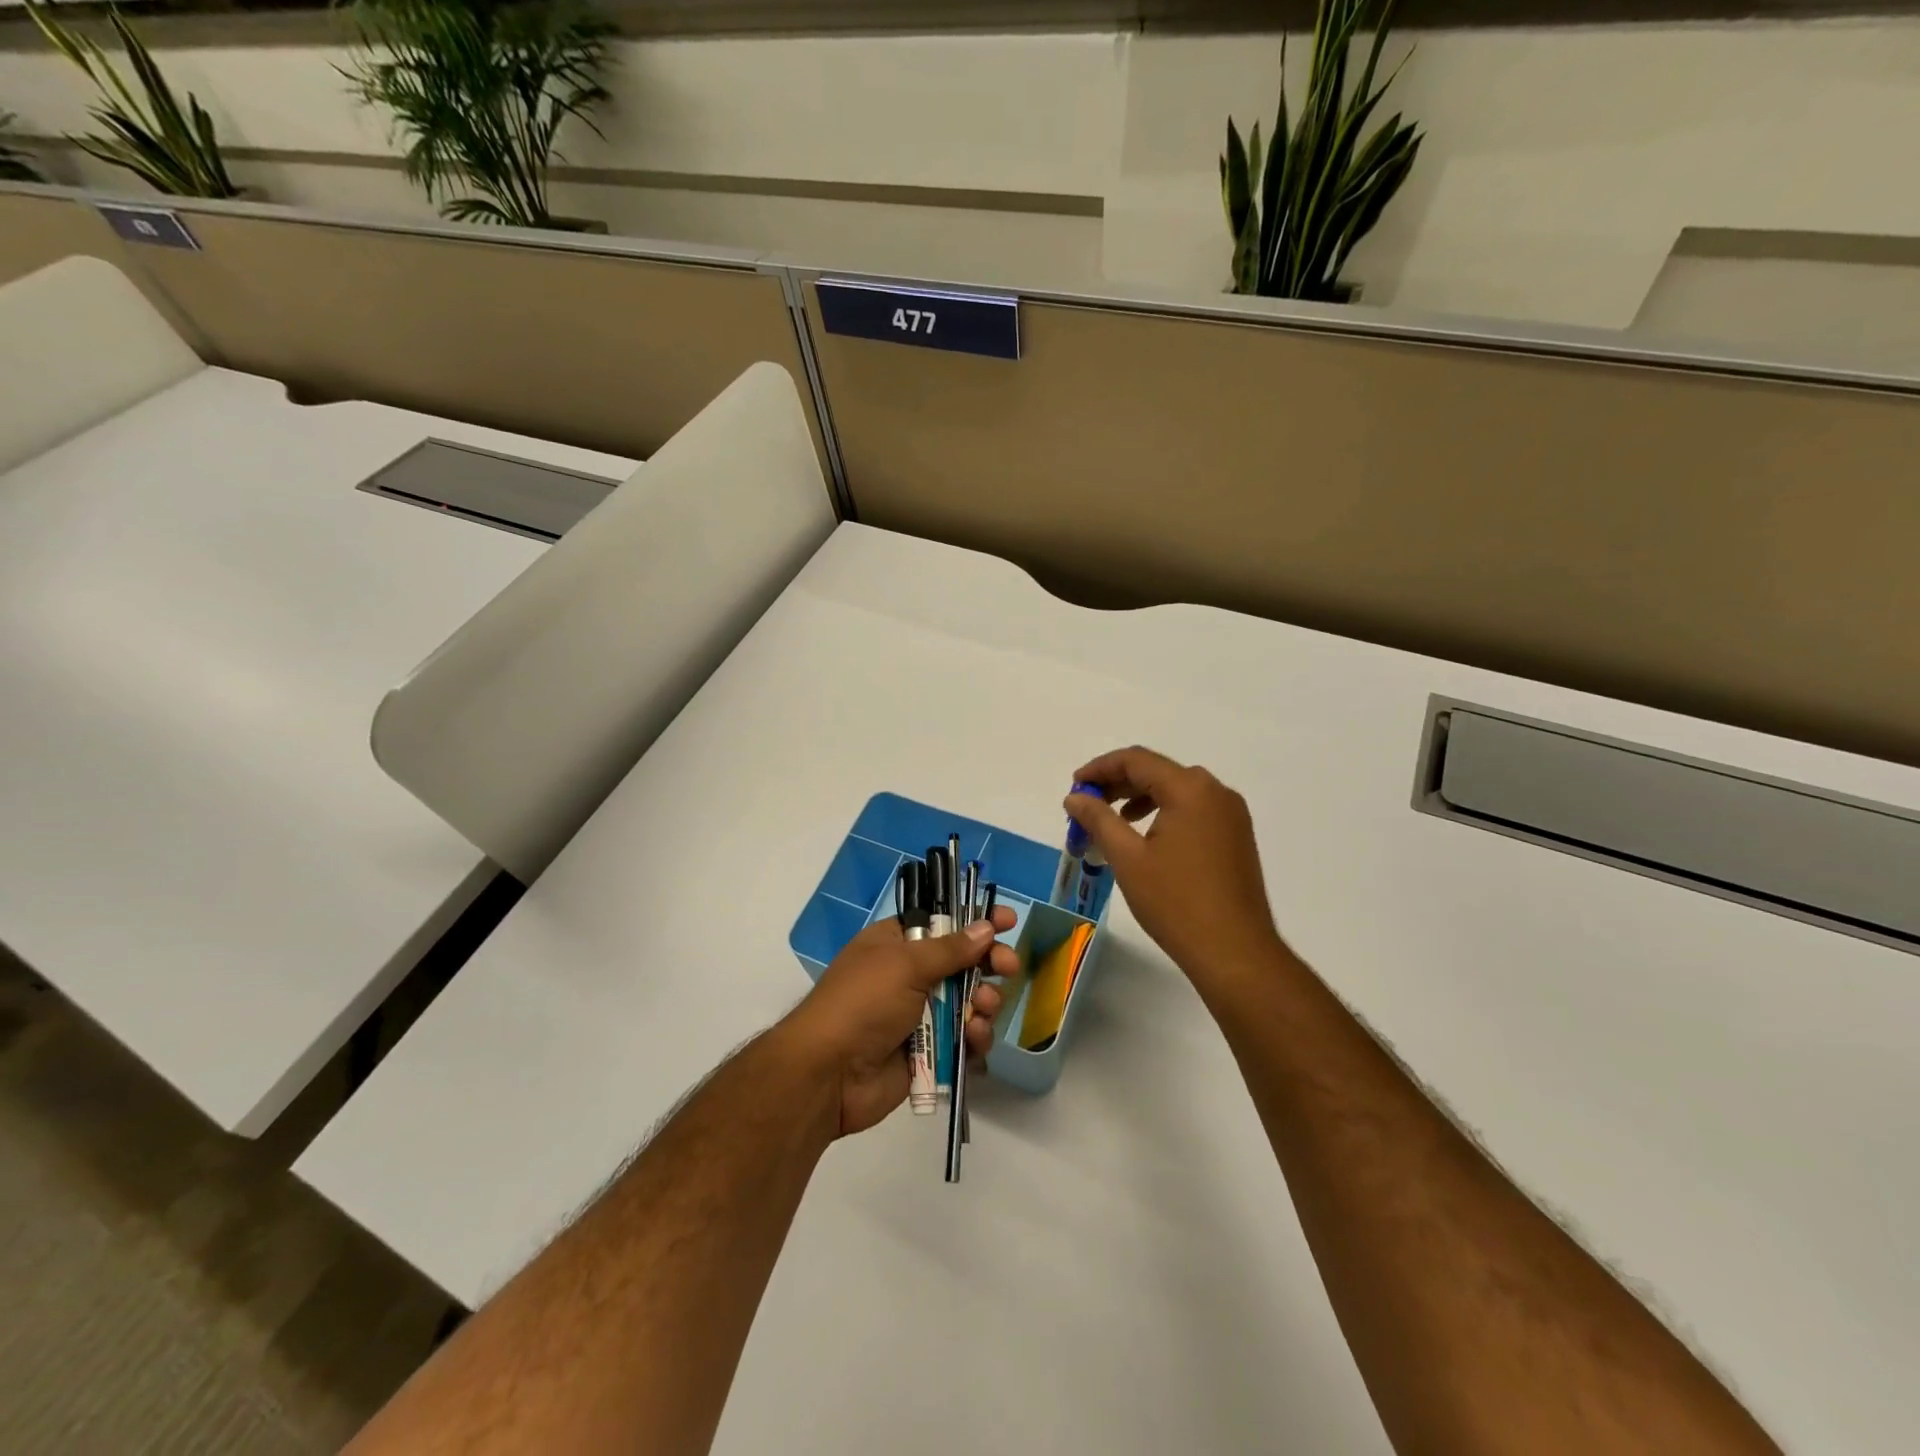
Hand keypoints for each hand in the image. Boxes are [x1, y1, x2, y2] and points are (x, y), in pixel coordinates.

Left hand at [777, 908, 1014, 1136]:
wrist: (829, 1074)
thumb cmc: (863, 1003)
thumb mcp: (904, 964)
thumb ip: (950, 949)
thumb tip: (985, 927)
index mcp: (897, 943)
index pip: (943, 922)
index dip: (975, 919)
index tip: (1007, 920)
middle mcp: (910, 975)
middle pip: (964, 962)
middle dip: (990, 963)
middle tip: (1007, 967)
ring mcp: (921, 1014)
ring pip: (970, 1002)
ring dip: (983, 1003)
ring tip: (980, 1009)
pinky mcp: (930, 1051)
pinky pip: (965, 1039)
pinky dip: (975, 1038)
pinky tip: (974, 1039)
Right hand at [1065, 746, 1284, 988]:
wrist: (1234, 952)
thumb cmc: (1176, 902)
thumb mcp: (1127, 858)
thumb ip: (1098, 819)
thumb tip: (1075, 797)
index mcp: (1190, 789)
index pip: (1137, 760)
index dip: (1100, 768)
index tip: (1075, 787)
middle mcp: (1216, 792)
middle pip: (1158, 772)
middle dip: (1118, 784)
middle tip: (1087, 805)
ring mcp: (1231, 815)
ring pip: (1177, 791)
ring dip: (1140, 798)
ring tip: (1112, 821)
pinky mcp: (1237, 837)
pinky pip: (1194, 810)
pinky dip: (1164, 813)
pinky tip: (1146, 838)